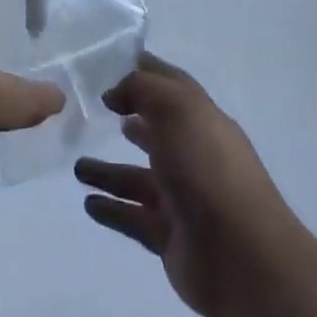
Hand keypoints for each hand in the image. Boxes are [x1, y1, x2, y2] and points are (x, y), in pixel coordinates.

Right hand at [76, 54, 298, 316]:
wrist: (240, 254)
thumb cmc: (207, 166)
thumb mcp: (176, 108)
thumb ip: (141, 89)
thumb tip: (115, 93)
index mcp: (202, 119)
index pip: (172, 86)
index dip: (147, 71)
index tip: (113, 62)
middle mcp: (194, 154)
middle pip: (157, 132)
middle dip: (132, 119)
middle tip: (97, 112)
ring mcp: (183, 197)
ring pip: (138, 178)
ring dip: (108, 171)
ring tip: (76, 166)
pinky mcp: (170, 236)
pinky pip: (133, 217)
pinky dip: (111, 210)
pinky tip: (87, 203)